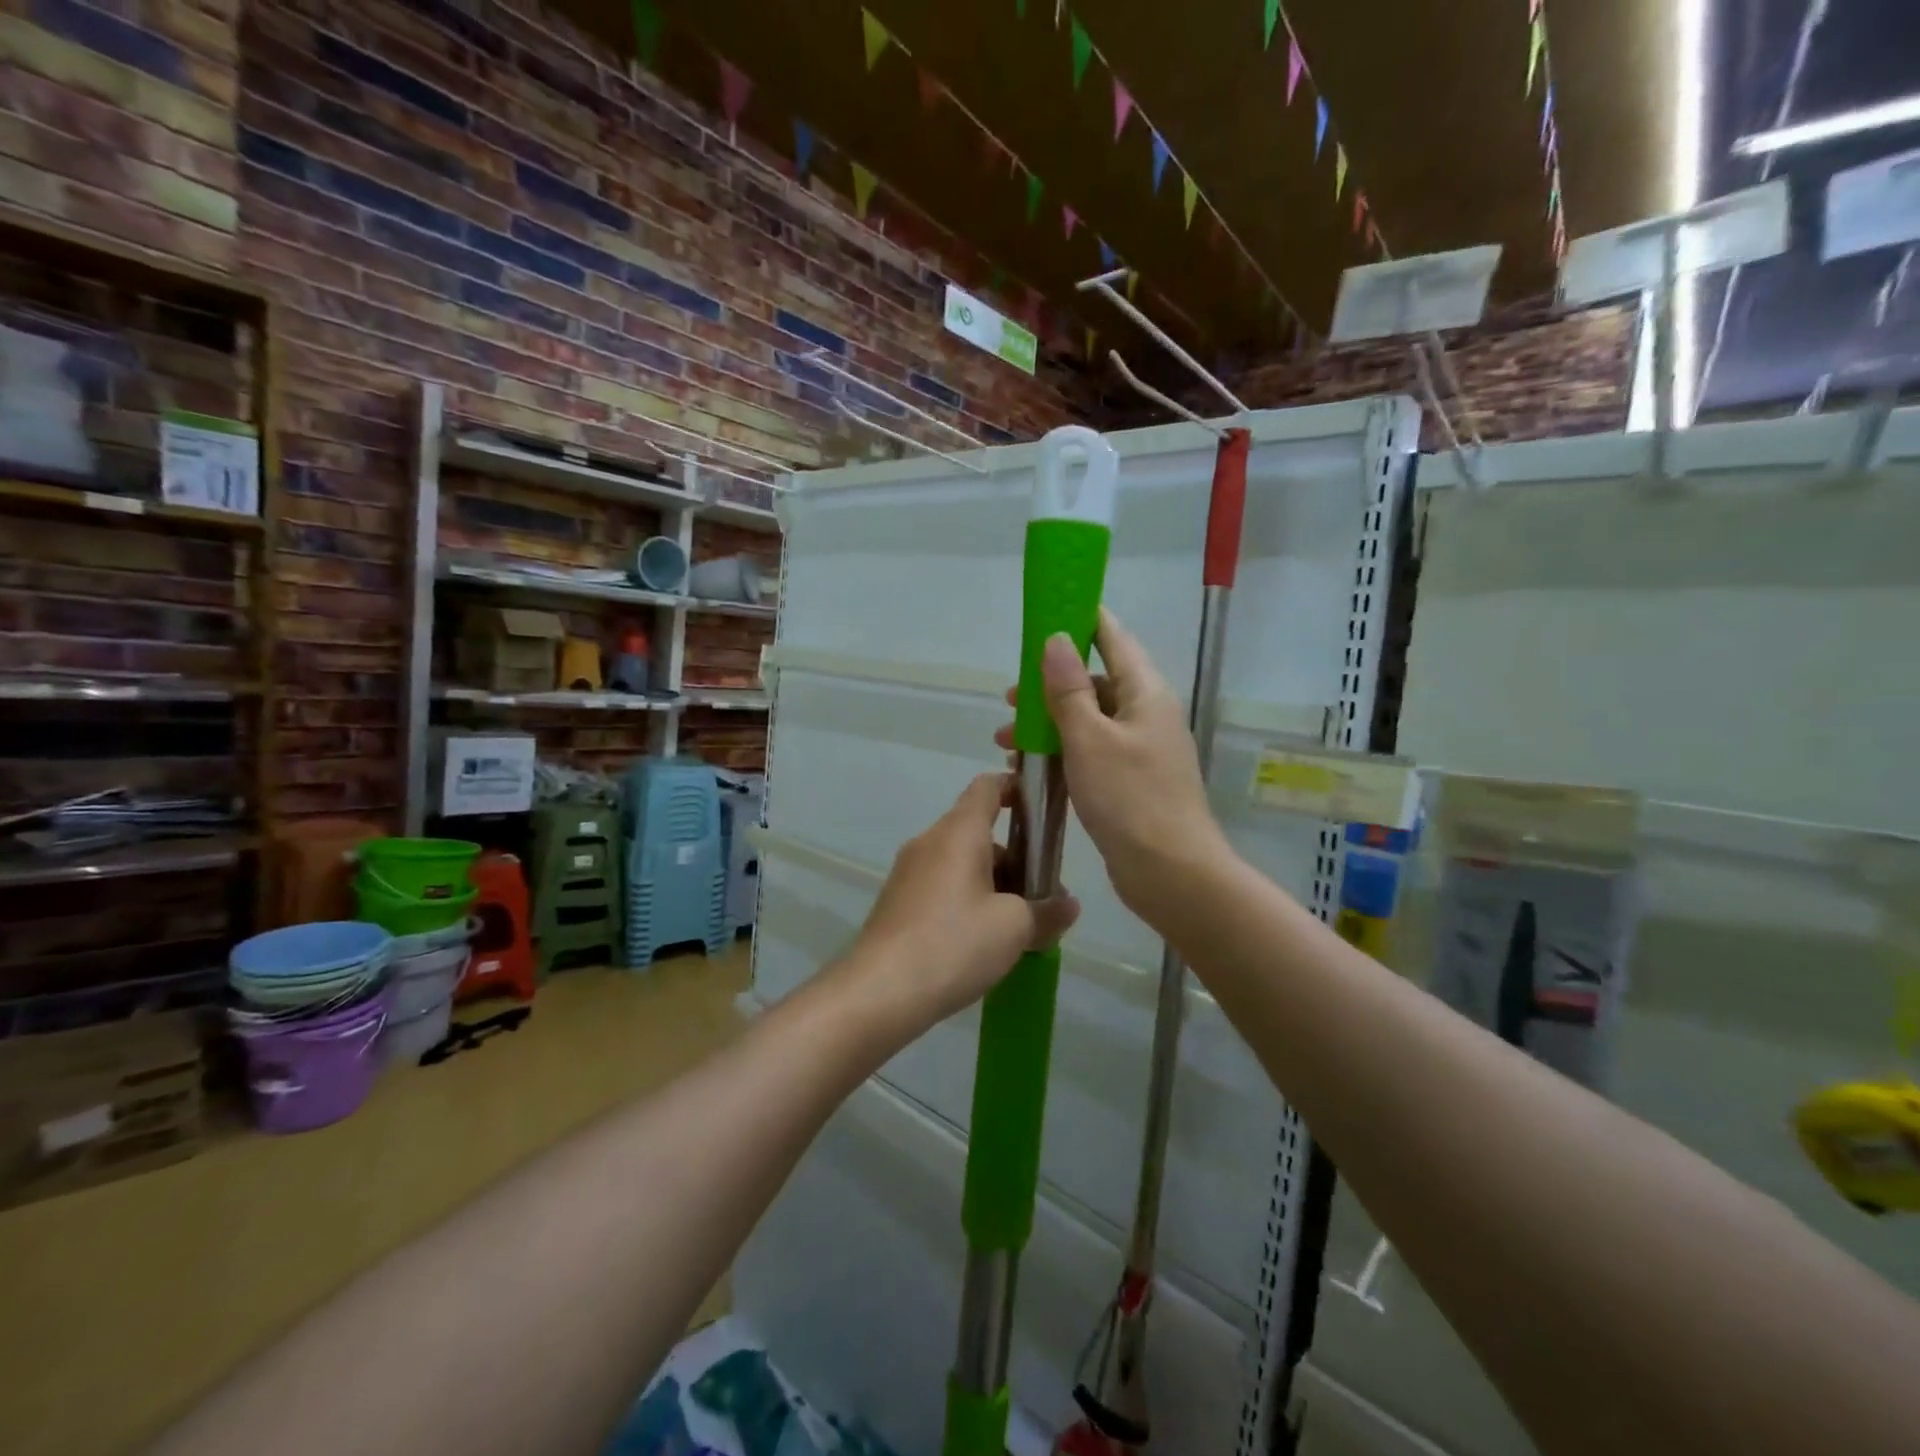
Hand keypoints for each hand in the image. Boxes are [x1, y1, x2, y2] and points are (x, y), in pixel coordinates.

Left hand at [840, 773, 1079, 1037]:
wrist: (879, 992)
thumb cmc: (954, 943)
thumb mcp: (1014, 928)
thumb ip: (1047, 911)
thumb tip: (1068, 905)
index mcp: (958, 832)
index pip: (987, 786)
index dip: (1017, 788)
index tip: (1042, 811)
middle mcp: (929, 842)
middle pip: (978, 831)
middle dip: (1014, 857)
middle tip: (1040, 895)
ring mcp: (908, 872)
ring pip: (960, 863)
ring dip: (992, 885)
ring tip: (1016, 928)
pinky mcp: (897, 903)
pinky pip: (941, 887)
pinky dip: (967, 902)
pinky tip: (980, 943)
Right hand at [996, 608, 1229, 921]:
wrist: (1171, 873)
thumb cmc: (1130, 798)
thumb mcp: (1090, 739)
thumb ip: (1069, 690)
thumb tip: (1056, 639)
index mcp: (1145, 693)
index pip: (1114, 638)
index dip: (1083, 620)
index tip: (1048, 611)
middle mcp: (1146, 714)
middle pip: (1096, 682)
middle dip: (1051, 685)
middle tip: (1011, 696)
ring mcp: (1140, 749)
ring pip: (1088, 721)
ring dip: (1049, 724)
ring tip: (1006, 739)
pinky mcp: (1130, 781)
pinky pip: (1091, 752)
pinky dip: (1062, 752)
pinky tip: (1030, 768)